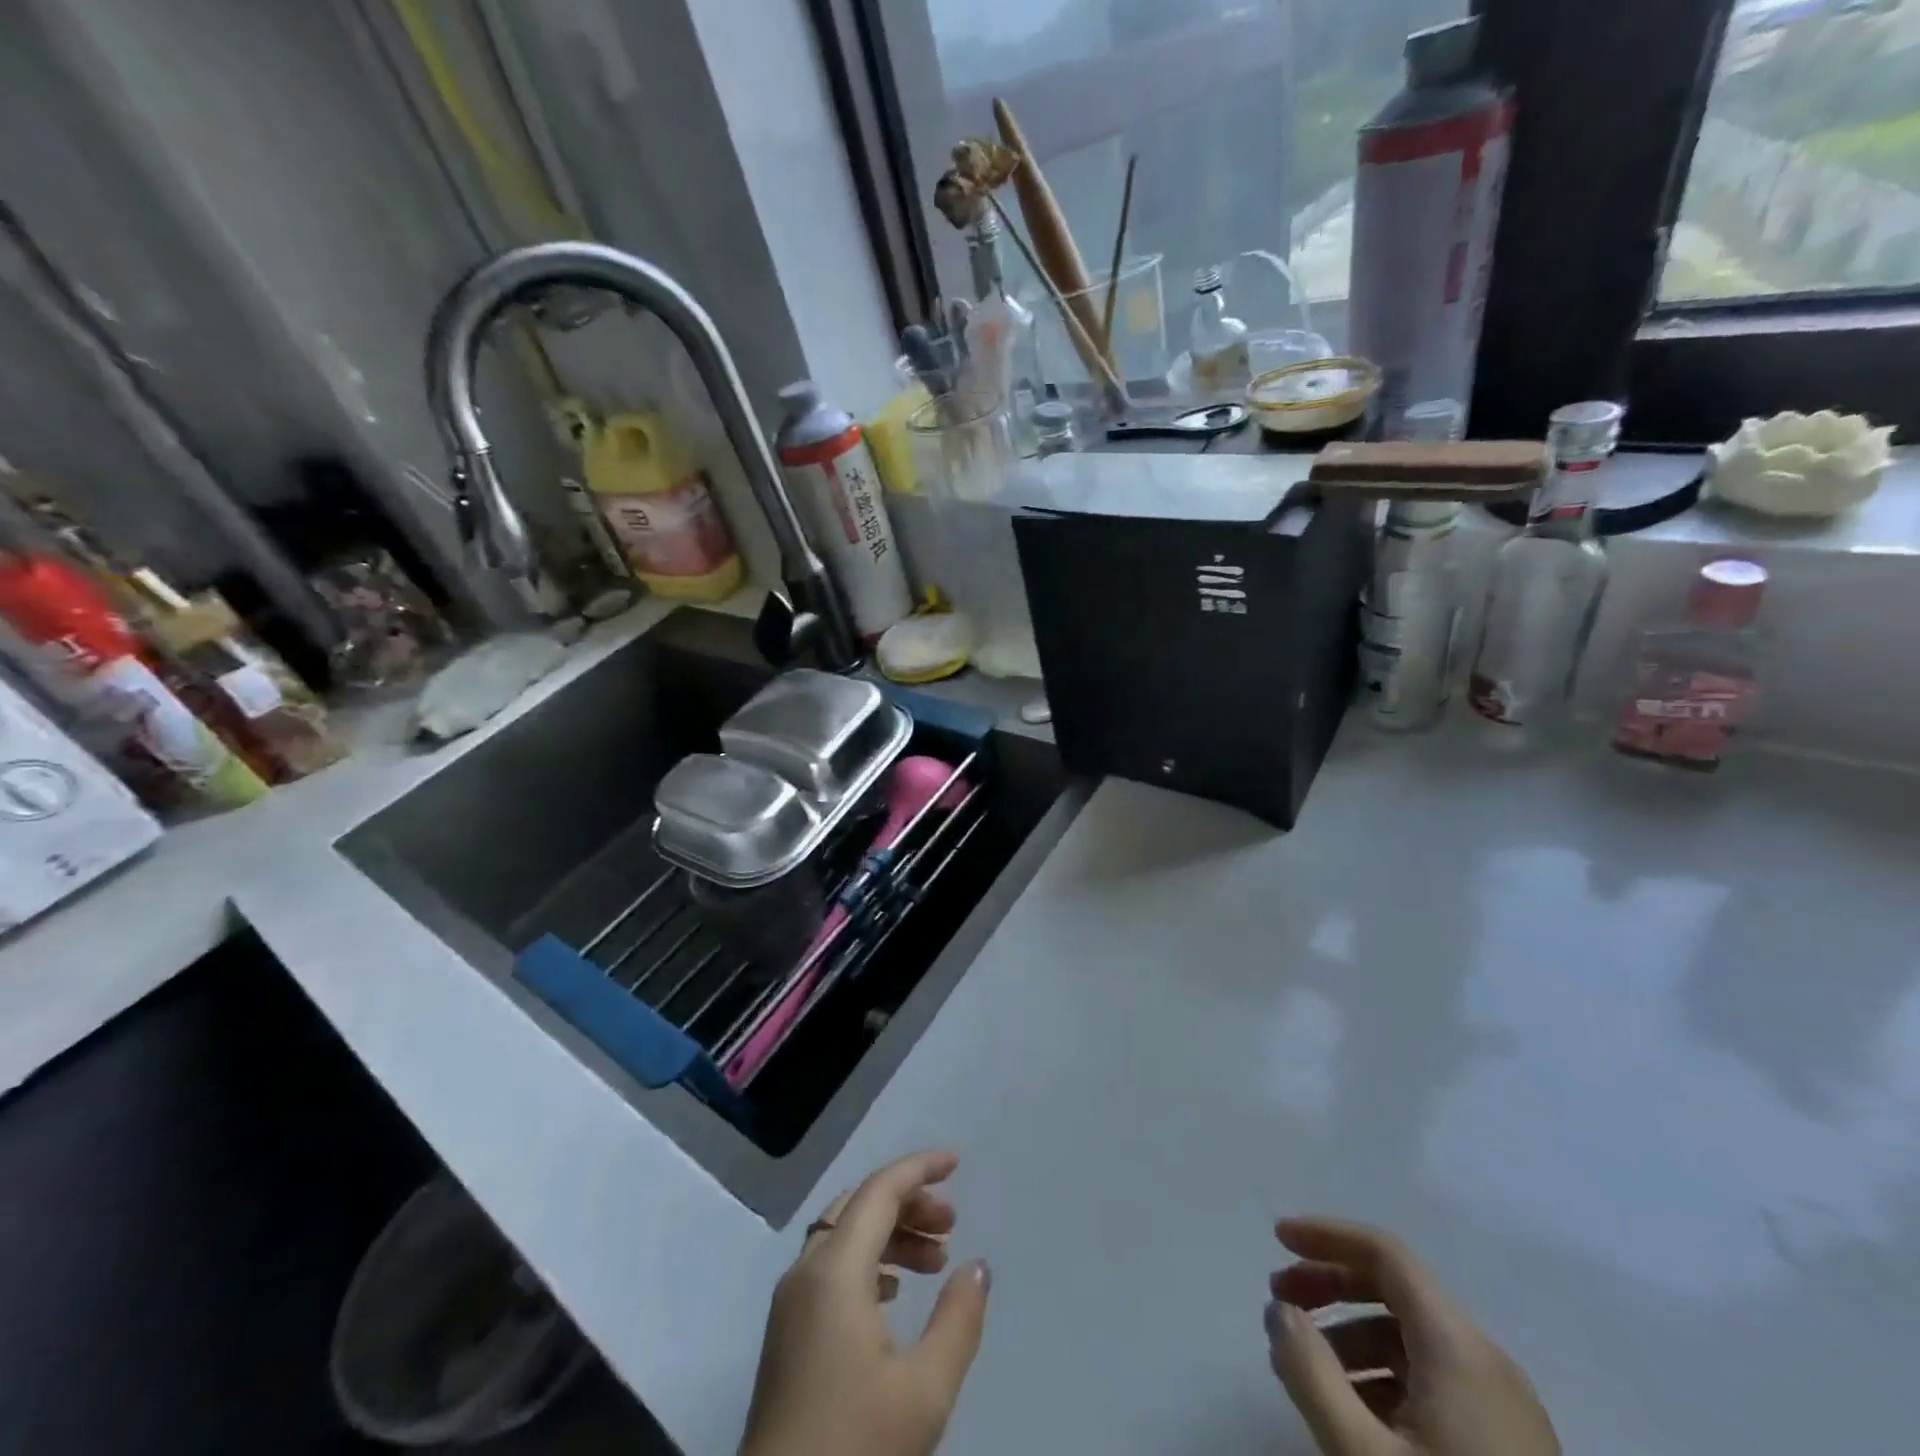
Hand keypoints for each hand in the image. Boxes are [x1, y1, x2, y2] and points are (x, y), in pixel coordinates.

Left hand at [740, 1150, 990, 1455]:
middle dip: (909, 1203)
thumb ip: (957, 1320)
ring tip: (935, 1261)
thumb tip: (977, 1266)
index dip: (919, 1168)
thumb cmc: (855, 1445)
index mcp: (834, 1271)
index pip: (879, 1191)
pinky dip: (868, 1260)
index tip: (957, 1163)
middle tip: (952, 1225)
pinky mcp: (787, 1330)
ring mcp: (791, 1301)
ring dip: (891, 1233)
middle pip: (860, 1206)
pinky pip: (831, 1265)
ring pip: (844, 1235)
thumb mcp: (924, 1392)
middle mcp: (806, 1271)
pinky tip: (894, 1293)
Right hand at [1265, 1217, 1559, 1455]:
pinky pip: (1435, 1380)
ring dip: (1352, 1333)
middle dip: (1331, 1284)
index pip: (1384, 1253)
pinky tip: (1355, 1413)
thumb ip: (1309, 1371)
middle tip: (1281, 1301)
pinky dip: (1384, 1374)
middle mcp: (1487, 1361)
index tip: (1276, 1238)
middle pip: (1397, 1289)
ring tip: (1309, 1368)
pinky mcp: (1510, 1447)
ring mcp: (1506, 1408)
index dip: (1326, 1235)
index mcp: (1458, 1346)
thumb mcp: (1362, 1455)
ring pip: (1414, 1338)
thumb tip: (1280, 1311)